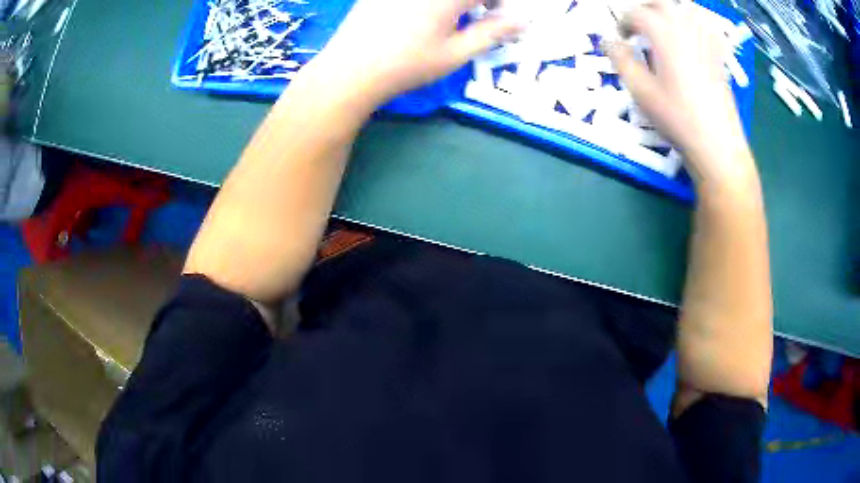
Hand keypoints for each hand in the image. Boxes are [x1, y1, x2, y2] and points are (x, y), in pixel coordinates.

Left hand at [312, 0, 521, 102]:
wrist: (349, 71)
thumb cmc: (407, 65)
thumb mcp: (455, 53)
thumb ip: (492, 32)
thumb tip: (523, 21)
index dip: (500, 3)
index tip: (499, 16)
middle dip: (479, 1)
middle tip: (479, 15)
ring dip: (456, 2)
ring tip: (450, 17)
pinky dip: (429, 2)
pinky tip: (420, 15)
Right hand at [604, 0, 754, 184]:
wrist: (716, 144)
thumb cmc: (677, 118)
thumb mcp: (641, 91)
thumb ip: (621, 60)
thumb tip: (607, 41)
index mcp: (663, 34)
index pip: (636, 13)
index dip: (623, 23)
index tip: (621, 38)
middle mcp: (685, 28)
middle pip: (661, 3)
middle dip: (644, 9)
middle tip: (638, 27)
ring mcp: (705, 40)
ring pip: (685, 9)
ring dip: (669, 12)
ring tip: (663, 27)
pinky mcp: (718, 55)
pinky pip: (706, 26)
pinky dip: (694, 23)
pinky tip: (691, 35)